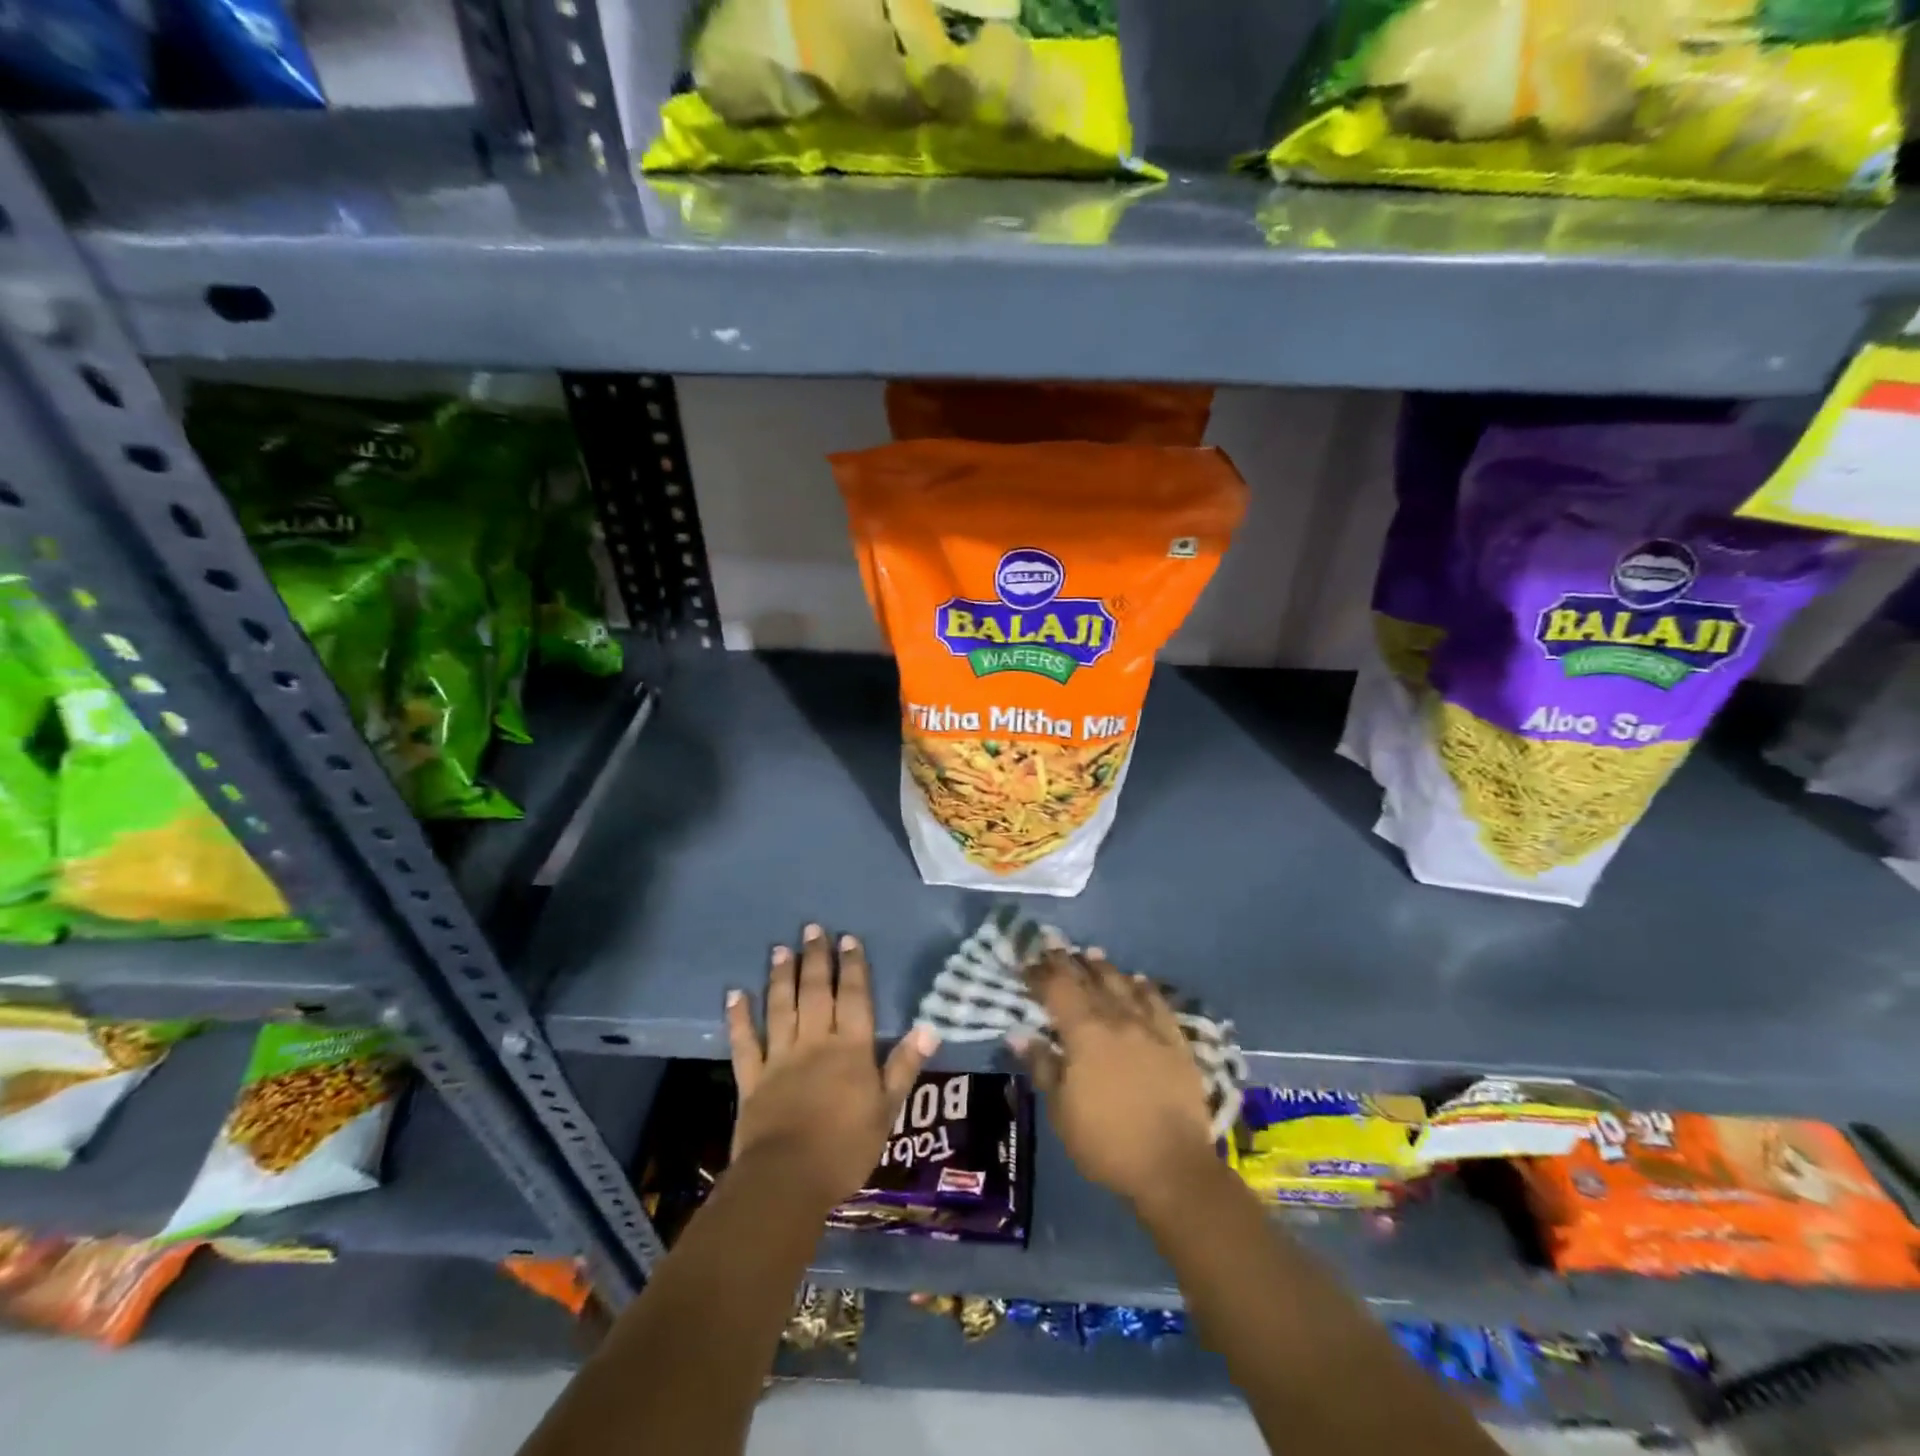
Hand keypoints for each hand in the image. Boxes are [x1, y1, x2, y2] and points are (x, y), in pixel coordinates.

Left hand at [726, 923, 939, 1213]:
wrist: (787, 1180)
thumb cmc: (845, 1148)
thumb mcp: (887, 1110)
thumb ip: (904, 1066)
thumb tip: (929, 1027)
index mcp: (851, 1049)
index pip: (854, 997)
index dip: (853, 967)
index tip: (849, 939)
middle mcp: (815, 1042)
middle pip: (817, 992)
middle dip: (816, 958)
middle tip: (812, 929)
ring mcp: (780, 1058)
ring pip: (781, 1007)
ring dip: (781, 976)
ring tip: (781, 949)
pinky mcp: (752, 1078)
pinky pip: (744, 1042)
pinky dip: (738, 1017)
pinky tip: (734, 994)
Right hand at [1013, 947, 1215, 1210]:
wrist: (1172, 1167)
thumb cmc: (1106, 1142)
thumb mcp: (1061, 1111)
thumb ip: (1042, 1066)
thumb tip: (1019, 1033)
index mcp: (1084, 1033)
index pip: (1057, 990)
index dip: (1039, 973)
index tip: (1027, 961)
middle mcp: (1116, 1019)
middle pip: (1089, 980)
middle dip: (1068, 961)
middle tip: (1054, 945)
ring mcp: (1150, 1028)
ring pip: (1123, 985)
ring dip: (1104, 967)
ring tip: (1091, 954)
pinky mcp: (1176, 1042)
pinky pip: (1158, 1004)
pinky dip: (1145, 988)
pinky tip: (1138, 980)